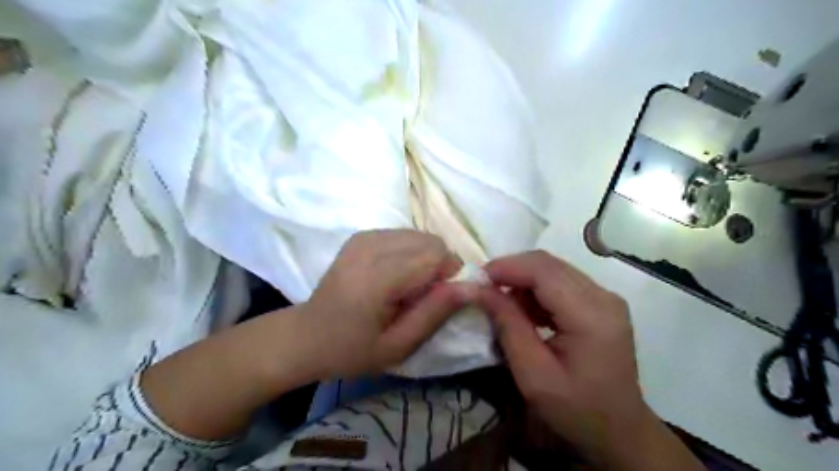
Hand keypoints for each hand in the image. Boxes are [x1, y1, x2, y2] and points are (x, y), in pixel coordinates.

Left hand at [298, 228, 474, 379]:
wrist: (307, 335)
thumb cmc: (352, 350)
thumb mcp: (399, 345)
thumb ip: (436, 312)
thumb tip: (472, 285)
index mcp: (377, 277)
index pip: (436, 255)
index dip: (450, 274)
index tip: (440, 299)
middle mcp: (370, 247)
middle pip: (431, 241)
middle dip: (440, 265)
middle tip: (424, 295)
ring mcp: (364, 237)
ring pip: (420, 236)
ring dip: (425, 258)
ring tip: (408, 286)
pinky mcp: (362, 235)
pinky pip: (404, 235)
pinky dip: (411, 253)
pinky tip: (395, 275)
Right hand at [474, 251, 701, 466]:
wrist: (620, 432)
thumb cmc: (576, 410)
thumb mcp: (533, 374)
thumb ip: (507, 326)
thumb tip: (479, 289)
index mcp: (592, 316)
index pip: (544, 271)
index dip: (507, 267)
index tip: (476, 279)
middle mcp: (604, 297)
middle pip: (549, 264)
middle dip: (511, 271)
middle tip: (483, 289)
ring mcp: (605, 298)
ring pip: (553, 270)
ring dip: (522, 280)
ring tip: (501, 304)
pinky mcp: (601, 303)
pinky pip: (561, 282)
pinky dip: (536, 290)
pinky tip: (525, 312)